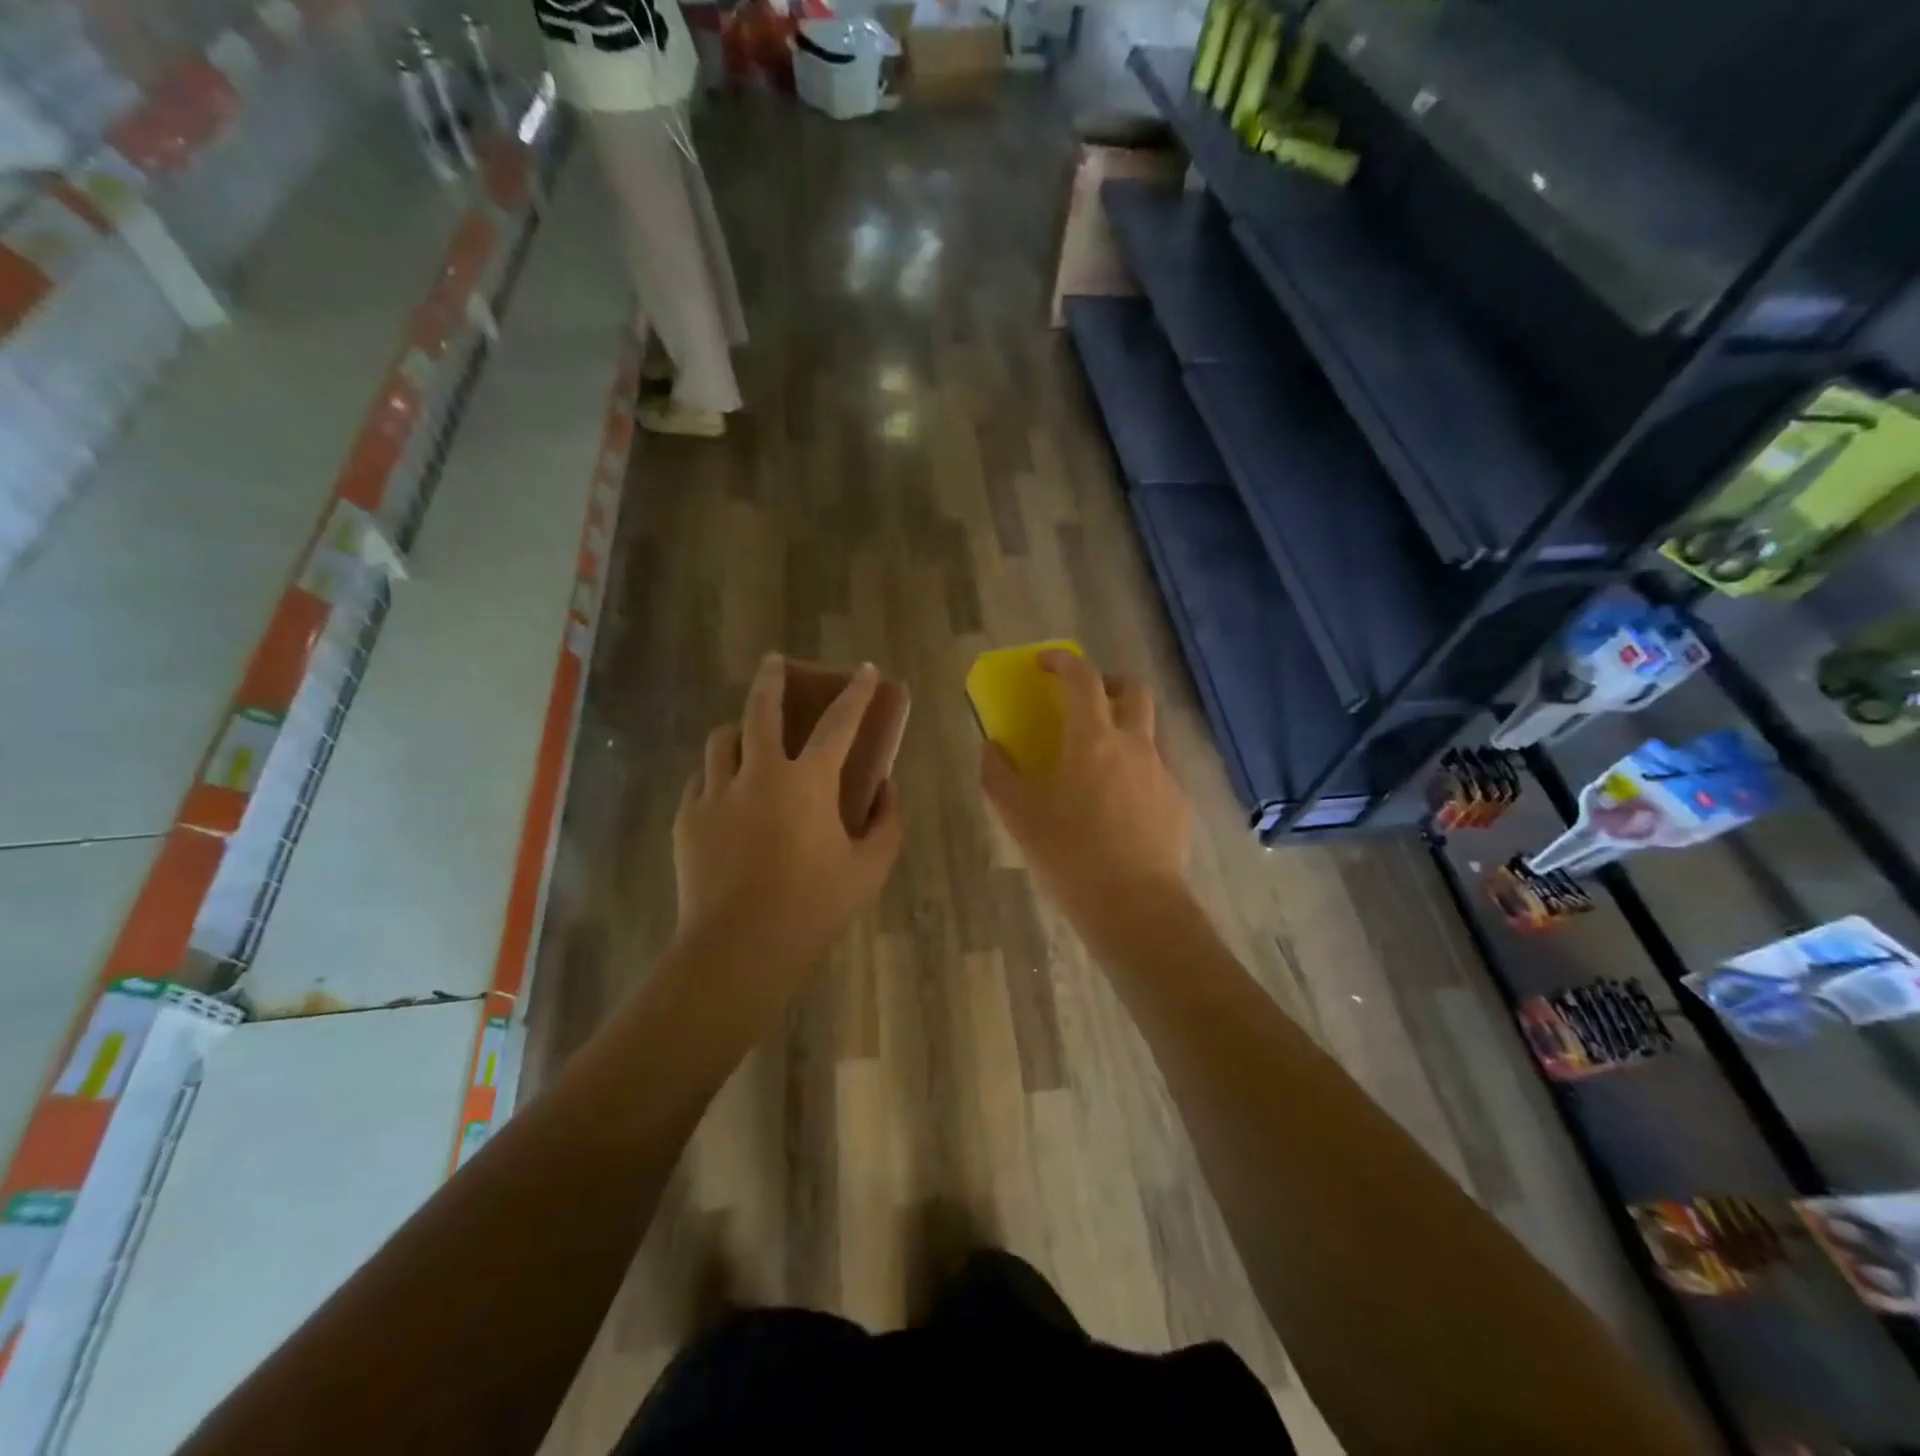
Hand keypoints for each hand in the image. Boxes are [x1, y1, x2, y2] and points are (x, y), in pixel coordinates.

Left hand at [673, 654, 904, 974]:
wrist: (738, 949)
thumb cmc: (813, 907)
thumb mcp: (870, 868)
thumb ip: (887, 821)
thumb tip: (886, 787)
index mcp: (807, 782)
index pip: (839, 723)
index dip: (856, 693)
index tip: (864, 669)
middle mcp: (758, 774)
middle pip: (760, 708)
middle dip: (771, 677)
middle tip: (774, 661)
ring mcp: (716, 794)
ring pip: (721, 740)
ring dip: (739, 730)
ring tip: (747, 738)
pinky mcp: (687, 819)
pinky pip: (702, 780)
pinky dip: (718, 776)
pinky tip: (727, 793)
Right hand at [980, 651, 1191, 927]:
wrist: (1134, 906)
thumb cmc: (1069, 854)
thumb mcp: (1018, 816)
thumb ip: (998, 774)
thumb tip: (992, 748)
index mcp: (1092, 739)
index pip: (1082, 678)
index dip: (1063, 662)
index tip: (1045, 663)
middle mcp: (1135, 745)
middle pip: (1133, 691)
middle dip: (1109, 684)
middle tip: (1085, 703)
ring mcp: (1162, 773)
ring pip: (1147, 732)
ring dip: (1124, 730)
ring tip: (1098, 765)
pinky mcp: (1178, 803)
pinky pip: (1156, 771)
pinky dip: (1135, 772)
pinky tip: (1119, 809)